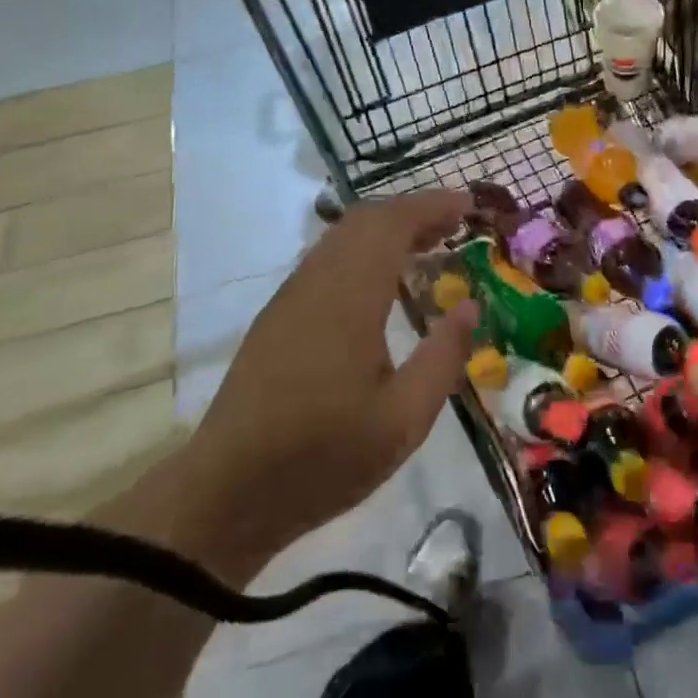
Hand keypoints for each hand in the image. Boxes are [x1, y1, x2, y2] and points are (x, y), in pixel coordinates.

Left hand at [177, 190, 477, 578]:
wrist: (228, 492)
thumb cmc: (324, 457)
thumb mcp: (403, 420)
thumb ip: (443, 357)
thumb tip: (469, 306)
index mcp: (349, 298)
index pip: (392, 224)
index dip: (432, 206)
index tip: (469, 205)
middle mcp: (316, 282)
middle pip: (365, 220)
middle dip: (413, 211)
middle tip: (456, 224)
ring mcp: (291, 296)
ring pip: (342, 236)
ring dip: (387, 228)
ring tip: (429, 245)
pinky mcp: (278, 315)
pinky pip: (327, 258)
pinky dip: (365, 249)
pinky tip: (384, 282)